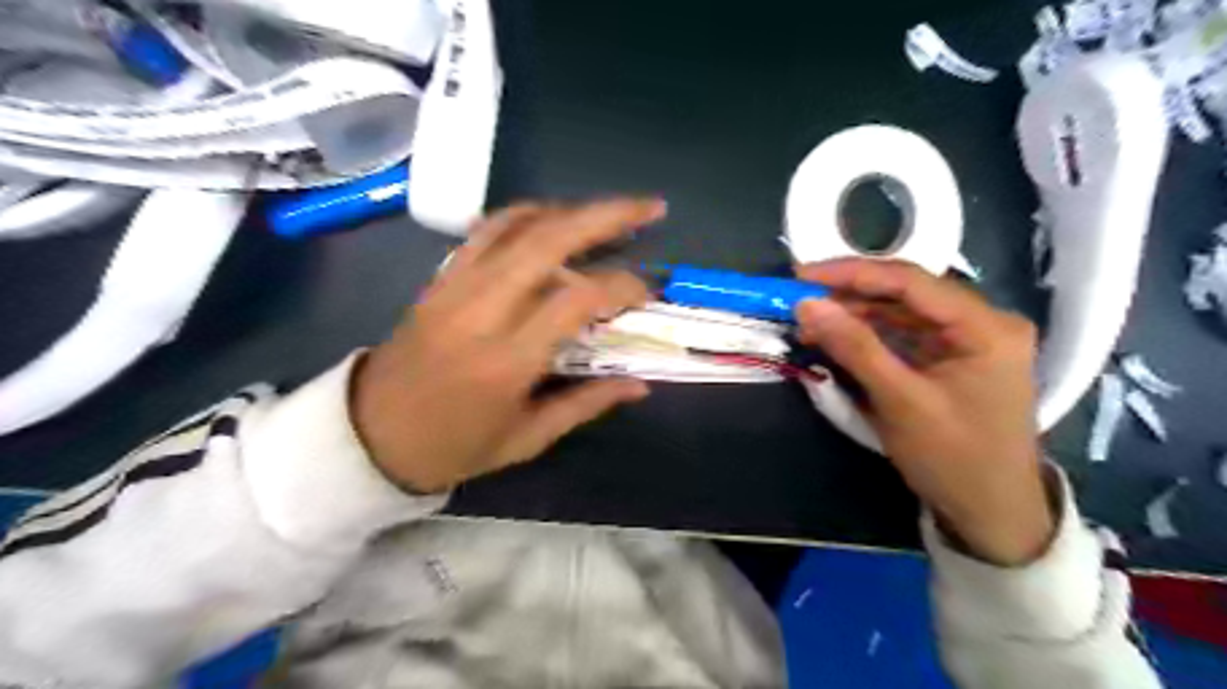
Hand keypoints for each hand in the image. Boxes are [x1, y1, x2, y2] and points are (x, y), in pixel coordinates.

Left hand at [351, 200, 667, 495]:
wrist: (370, 434)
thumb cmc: (454, 446)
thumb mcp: (527, 438)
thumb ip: (586, 403)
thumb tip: (640, 385)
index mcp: (507, 359)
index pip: (575, 299)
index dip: (621, 286)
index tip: (648, 292)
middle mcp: (482, 309)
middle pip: (549, 240)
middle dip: (607, 216)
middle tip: (650, 208)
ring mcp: (456, 285)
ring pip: (517, 224)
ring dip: (570, 209)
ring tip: (610, 212)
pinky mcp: (441, 277)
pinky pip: (486, 229)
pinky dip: (526, 214)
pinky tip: (554, 219)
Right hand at [797, 258, 1053, 565]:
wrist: (990, 514)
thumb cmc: (954, 459)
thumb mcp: (900, 402)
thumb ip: (855, 347)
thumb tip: (807, 305)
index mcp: (986, 327)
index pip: (911, 281)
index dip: (853, 274)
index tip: (803, 276)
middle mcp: (982, 322)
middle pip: (906, 293)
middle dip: (850, 296)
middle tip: (800, 301)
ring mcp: (967, 340)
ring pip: (901, 313)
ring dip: (855, 316)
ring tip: (810, 322)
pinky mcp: (951, 358)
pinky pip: (903, 335)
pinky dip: (868, 336)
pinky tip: (836, 338)